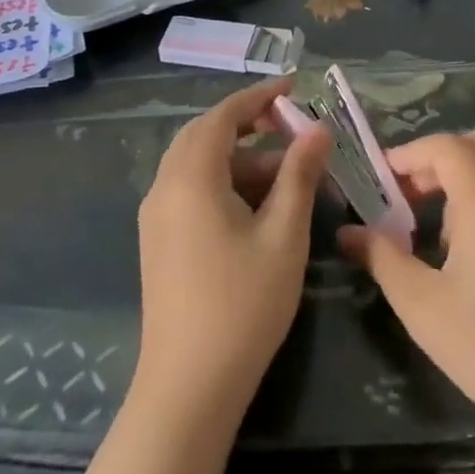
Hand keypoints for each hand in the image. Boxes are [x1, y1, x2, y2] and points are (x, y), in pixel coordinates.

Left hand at [134, 78, 329, 420]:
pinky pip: (190, 190)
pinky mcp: (158, 241)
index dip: (258, 96)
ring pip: (197, 164)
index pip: (223, 115)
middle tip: (290, 125)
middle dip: (247, 124)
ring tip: (288, 174)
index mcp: (191, 177)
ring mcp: (157, 216)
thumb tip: (318, 130)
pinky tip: (258, 205)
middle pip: (204, 135)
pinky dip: (224, 181)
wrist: (188, 387)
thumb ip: (300, 175)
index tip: (293, 87)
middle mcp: (165, 187)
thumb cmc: (243, 304)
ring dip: (239, 157)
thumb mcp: (284, 234)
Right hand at [337, 132, 474, 442]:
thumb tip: (348, 233)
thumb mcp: (424, 306)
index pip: (443, 146)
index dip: (405, 155)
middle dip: (433, 161)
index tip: (377, 183)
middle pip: (473, 145)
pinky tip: (467, 248)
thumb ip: (382, 259)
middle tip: (404, 197)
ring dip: (460, 177)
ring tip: (430, 226)